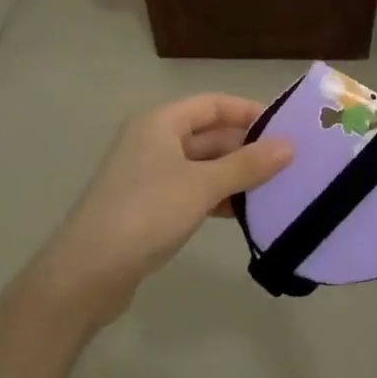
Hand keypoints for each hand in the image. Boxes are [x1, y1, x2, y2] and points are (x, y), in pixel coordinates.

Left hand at [30, 94, 293, 327]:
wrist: (87, 273)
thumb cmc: (146, 213)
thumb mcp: (202, 185)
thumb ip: (247, 165)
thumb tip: (289, 146)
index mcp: (161, 123)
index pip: (213, 104)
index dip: (249, 112)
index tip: (286, 128)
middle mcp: (154, 141)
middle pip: (209, 135)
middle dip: (247, 148)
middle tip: (289, 164)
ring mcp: (150, 176)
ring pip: (203, 166)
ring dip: (235, 175)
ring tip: (275, 189)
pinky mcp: (149, 207)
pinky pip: (193, 191)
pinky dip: (217, 197)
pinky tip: (243, 214)